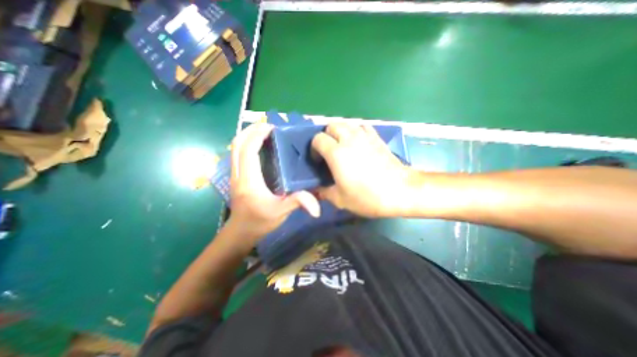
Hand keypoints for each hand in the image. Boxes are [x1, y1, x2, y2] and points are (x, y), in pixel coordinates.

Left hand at [227, 123, 320, 242]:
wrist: (240, 232)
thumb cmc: (260, 222)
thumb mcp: (281, 213)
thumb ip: (297, 203)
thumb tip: (317, 206)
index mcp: (249, 181)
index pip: (248, 151)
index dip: (257, 136)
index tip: (271, 127)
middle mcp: (238, 174)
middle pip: (237, 145)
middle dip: (250, 130)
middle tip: (267, 124)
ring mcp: (234, 174)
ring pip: (234, 148)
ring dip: (247, 135)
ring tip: (263, 130)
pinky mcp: (236, 176)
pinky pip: (237, 154)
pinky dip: (246, 143)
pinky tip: (258, 144)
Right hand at [312, 122, 413, 217]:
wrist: (400, 191)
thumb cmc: (368, 196)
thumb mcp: (341, 200)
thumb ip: (324, 193)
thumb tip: (316, 190)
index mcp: (336, 153)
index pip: (318, 139)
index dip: (314, 148)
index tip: (318, 160)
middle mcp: (349, 139)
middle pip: (331, 125)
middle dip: (326, 136)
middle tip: (329, 151)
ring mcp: (364, 136)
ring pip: (346, 123)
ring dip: (340, 132)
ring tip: (342, 146)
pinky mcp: (377, 138)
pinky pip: (362, 126)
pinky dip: (356, 131)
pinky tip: (358, 143)